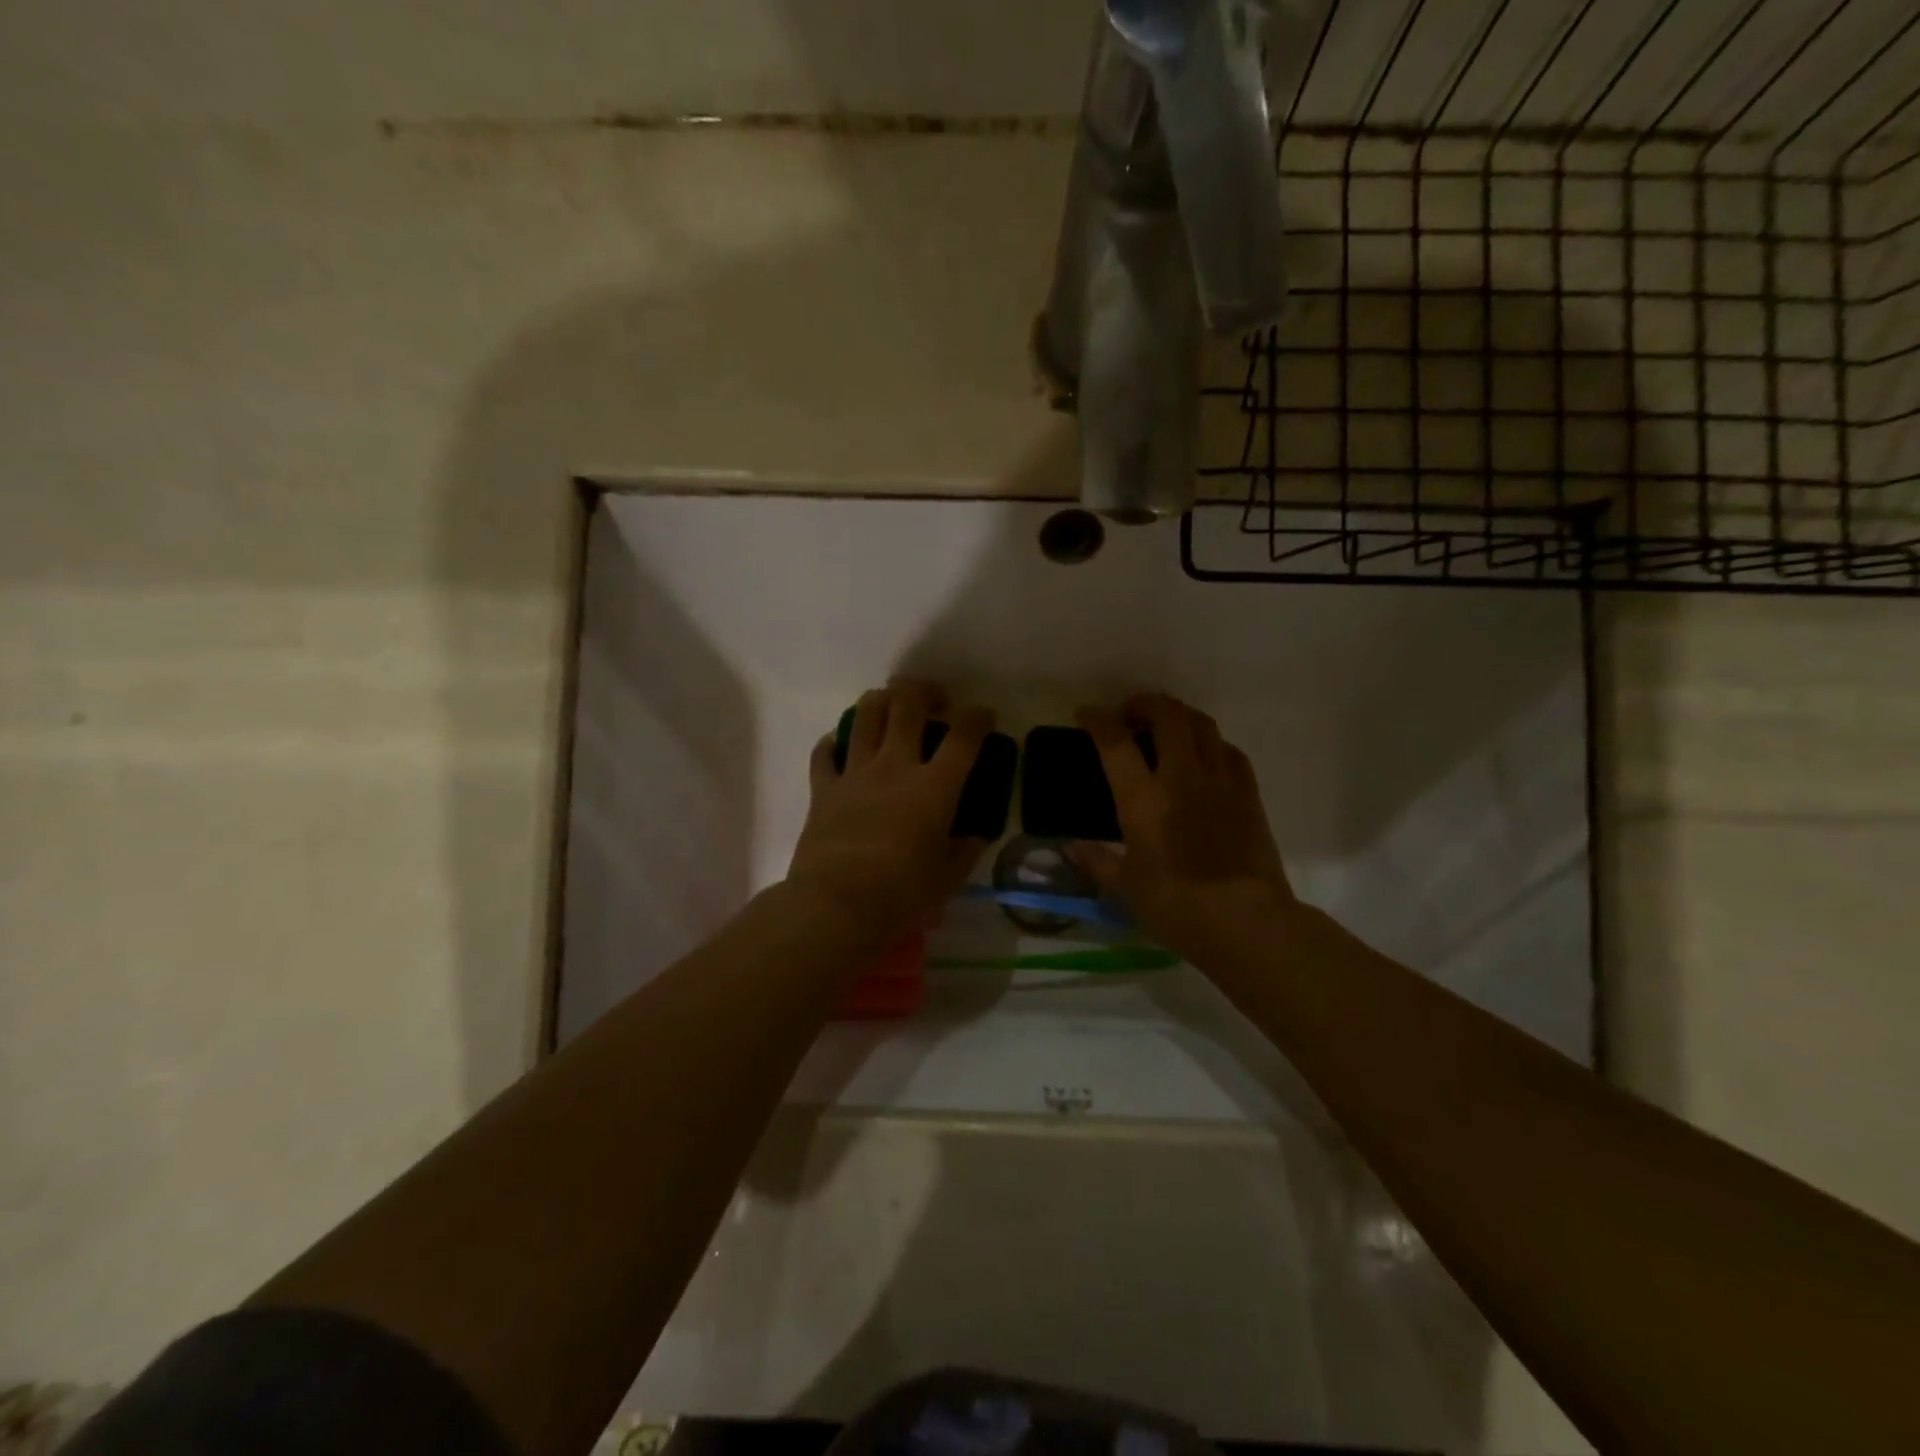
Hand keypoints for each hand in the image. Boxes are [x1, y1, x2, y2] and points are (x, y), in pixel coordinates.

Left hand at [785, 681, 994, 942]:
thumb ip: (964, 851)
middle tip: (935, 700)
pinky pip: (825, 752)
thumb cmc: (902, 894)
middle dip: (925, 691)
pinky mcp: (823, 788)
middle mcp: (895, 766)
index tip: (984, 717)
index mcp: (934, 786)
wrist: (836, 905)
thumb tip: (973, 836)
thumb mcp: (948, 878)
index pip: (964, 736)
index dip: (978, 718)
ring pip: (865, 715)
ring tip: (891, 705)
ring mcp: (855, 773)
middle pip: (907, 705)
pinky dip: (834, 742)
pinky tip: (841, 743)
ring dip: (881, 700)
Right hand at [1071, 693, 1296, 957]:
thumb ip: (1097, 861)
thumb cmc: (1176, 907)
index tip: (1086, 714)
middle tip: (1130, 713)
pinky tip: (1204, 756)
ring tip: (1166, 726)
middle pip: (1167, 716)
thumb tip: (1071, 847)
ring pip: (1202, 724)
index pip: (1115, 742)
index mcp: (1143, 799)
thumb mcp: (1126, 887)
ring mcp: (1220, 781)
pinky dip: (1210, 743)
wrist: (1246, 921)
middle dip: (1145, 703)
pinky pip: (1229, 751)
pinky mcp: (1248, 793)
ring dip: (1179, 715)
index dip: (1097, 720)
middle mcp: (1181, 777)